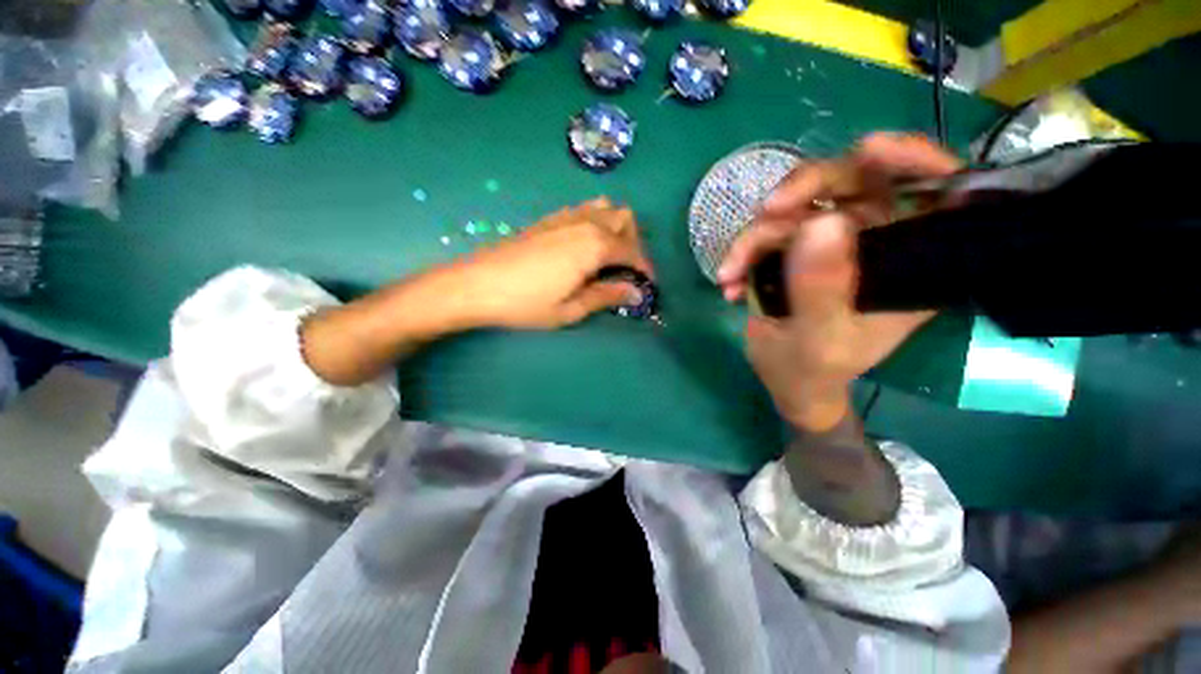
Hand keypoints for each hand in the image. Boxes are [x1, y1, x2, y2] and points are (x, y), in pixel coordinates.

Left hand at [453, 198, 652, 329]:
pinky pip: (585, 209)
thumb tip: (636, 293)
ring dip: (617, 228)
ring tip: (610, 256)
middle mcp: (585, 223)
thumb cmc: (526, 303)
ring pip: (606, 208)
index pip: (633, 251)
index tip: (647, 287)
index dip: (645, 269)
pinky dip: (597, 222)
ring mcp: (566, 216)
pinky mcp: (550, 218)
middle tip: (627, 271)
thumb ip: (607, 296)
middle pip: (625, 219)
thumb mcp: (571, 308)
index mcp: (594, 246)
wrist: (477, 285)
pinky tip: (586, 245)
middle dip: (634, 243)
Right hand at [721, 133, 960, 430]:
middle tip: (768, 211)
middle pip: (855, 181)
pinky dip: (744, 254)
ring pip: (799, 206)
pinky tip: (729, 283)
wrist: (785, 380)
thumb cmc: (813, 370)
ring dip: (756, 236)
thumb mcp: (819, 339)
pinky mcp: (796, 250)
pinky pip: (769, 232)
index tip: (869, 150)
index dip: (916, 158)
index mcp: (910, 264)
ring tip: (731, 273)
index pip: (940, 192)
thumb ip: (822, 289)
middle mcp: (878, 242)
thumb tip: (821, 221)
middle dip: (805, 189)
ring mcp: (833, 243)